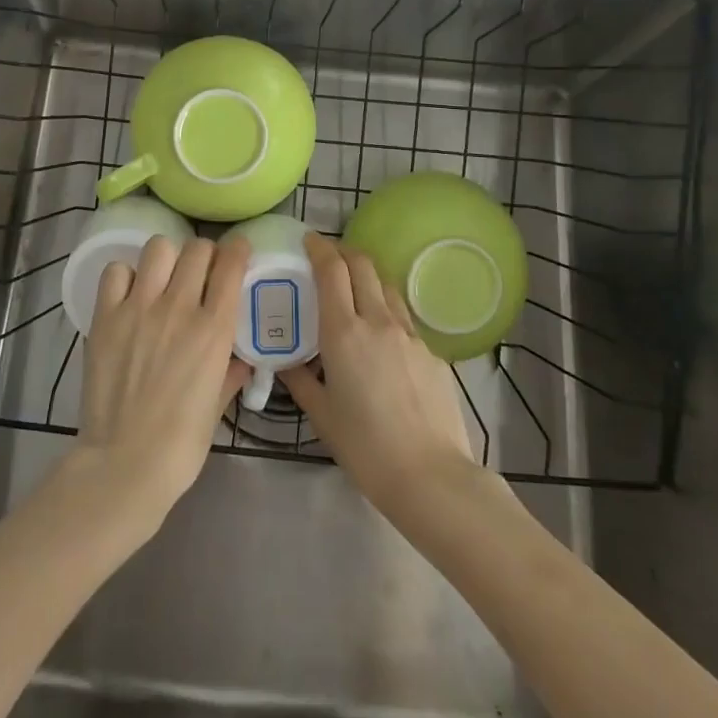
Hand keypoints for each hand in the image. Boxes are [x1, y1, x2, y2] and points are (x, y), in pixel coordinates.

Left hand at [74, 235, 251, 529]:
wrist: (125, 464)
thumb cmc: (182, 443)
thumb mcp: (217, 406)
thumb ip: (230, 374)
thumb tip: (242, 361)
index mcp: (214, 329)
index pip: (231, 264)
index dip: (237, 250)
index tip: (237, 252)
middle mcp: (179, 307)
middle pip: (197, 249)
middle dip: (205, 254)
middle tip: (201, 272)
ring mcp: (139, 308)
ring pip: (159, 248)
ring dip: (167, 258)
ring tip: (164, 278)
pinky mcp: (106, 317)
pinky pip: (117, 272)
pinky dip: (126, 276)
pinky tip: (130, 295)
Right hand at [281, 232, 474, 518]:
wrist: (432, 476)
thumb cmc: (366, 448)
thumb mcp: (322, 415)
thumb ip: (301, 381)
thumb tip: (285, 361)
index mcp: (344, 332)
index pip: (331, 270)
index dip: (319, 248)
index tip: (308, 240)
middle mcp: (378, 321)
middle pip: (362, 265)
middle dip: (343, 252)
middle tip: (328, 258)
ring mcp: (410, 334)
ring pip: (386, 286)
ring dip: (368, 277)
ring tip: (354, 290)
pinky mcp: (432, 352)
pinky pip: (404, 317)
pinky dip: (387, 310)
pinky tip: (381, 337)